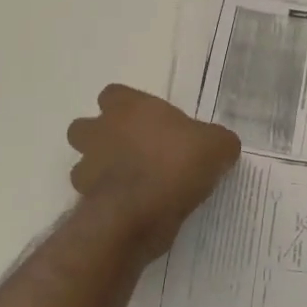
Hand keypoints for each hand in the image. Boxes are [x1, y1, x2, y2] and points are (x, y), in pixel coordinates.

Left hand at [66, 85, 240, 263]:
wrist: (142, 212)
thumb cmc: (177, 163)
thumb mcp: (217, 146)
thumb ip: (218, 141)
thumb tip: (222, 147)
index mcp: (128, 107)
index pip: (114, 94)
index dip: (128, 107)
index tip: (150, 122)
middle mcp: (100, 131)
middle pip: (86, 127)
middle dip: (103, 138)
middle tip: (135, 152)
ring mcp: (87, 167)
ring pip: (83, 164)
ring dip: (101, 171)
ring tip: (133, 183)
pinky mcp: (84, 201)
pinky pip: (92, 197)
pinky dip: (107, 201)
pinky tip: (133, 208)